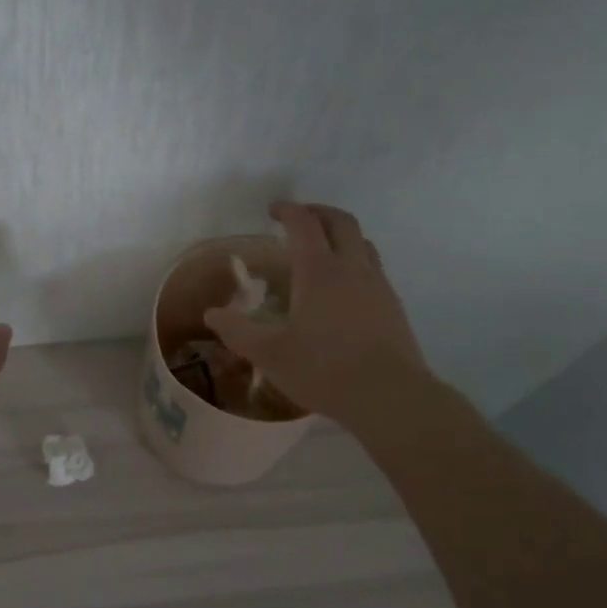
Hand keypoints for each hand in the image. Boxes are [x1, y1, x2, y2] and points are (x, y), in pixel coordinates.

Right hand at [204, 201, 431, 434]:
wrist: (390, 397)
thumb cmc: (324, 370)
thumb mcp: (269, 354)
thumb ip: (237, 331)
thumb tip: (212, 314)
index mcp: (319, 271)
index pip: (304, 223)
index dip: (288, 210)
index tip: (273, 210)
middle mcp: (352, 268)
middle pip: (341, 221)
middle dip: (318, 212)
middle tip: (299, 219)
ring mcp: (378, 285)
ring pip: (363, 242)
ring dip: (341, 235)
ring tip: (323, 250)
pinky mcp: (393, 306)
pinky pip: (374, 268)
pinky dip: (356, 261)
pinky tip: (344, 289)